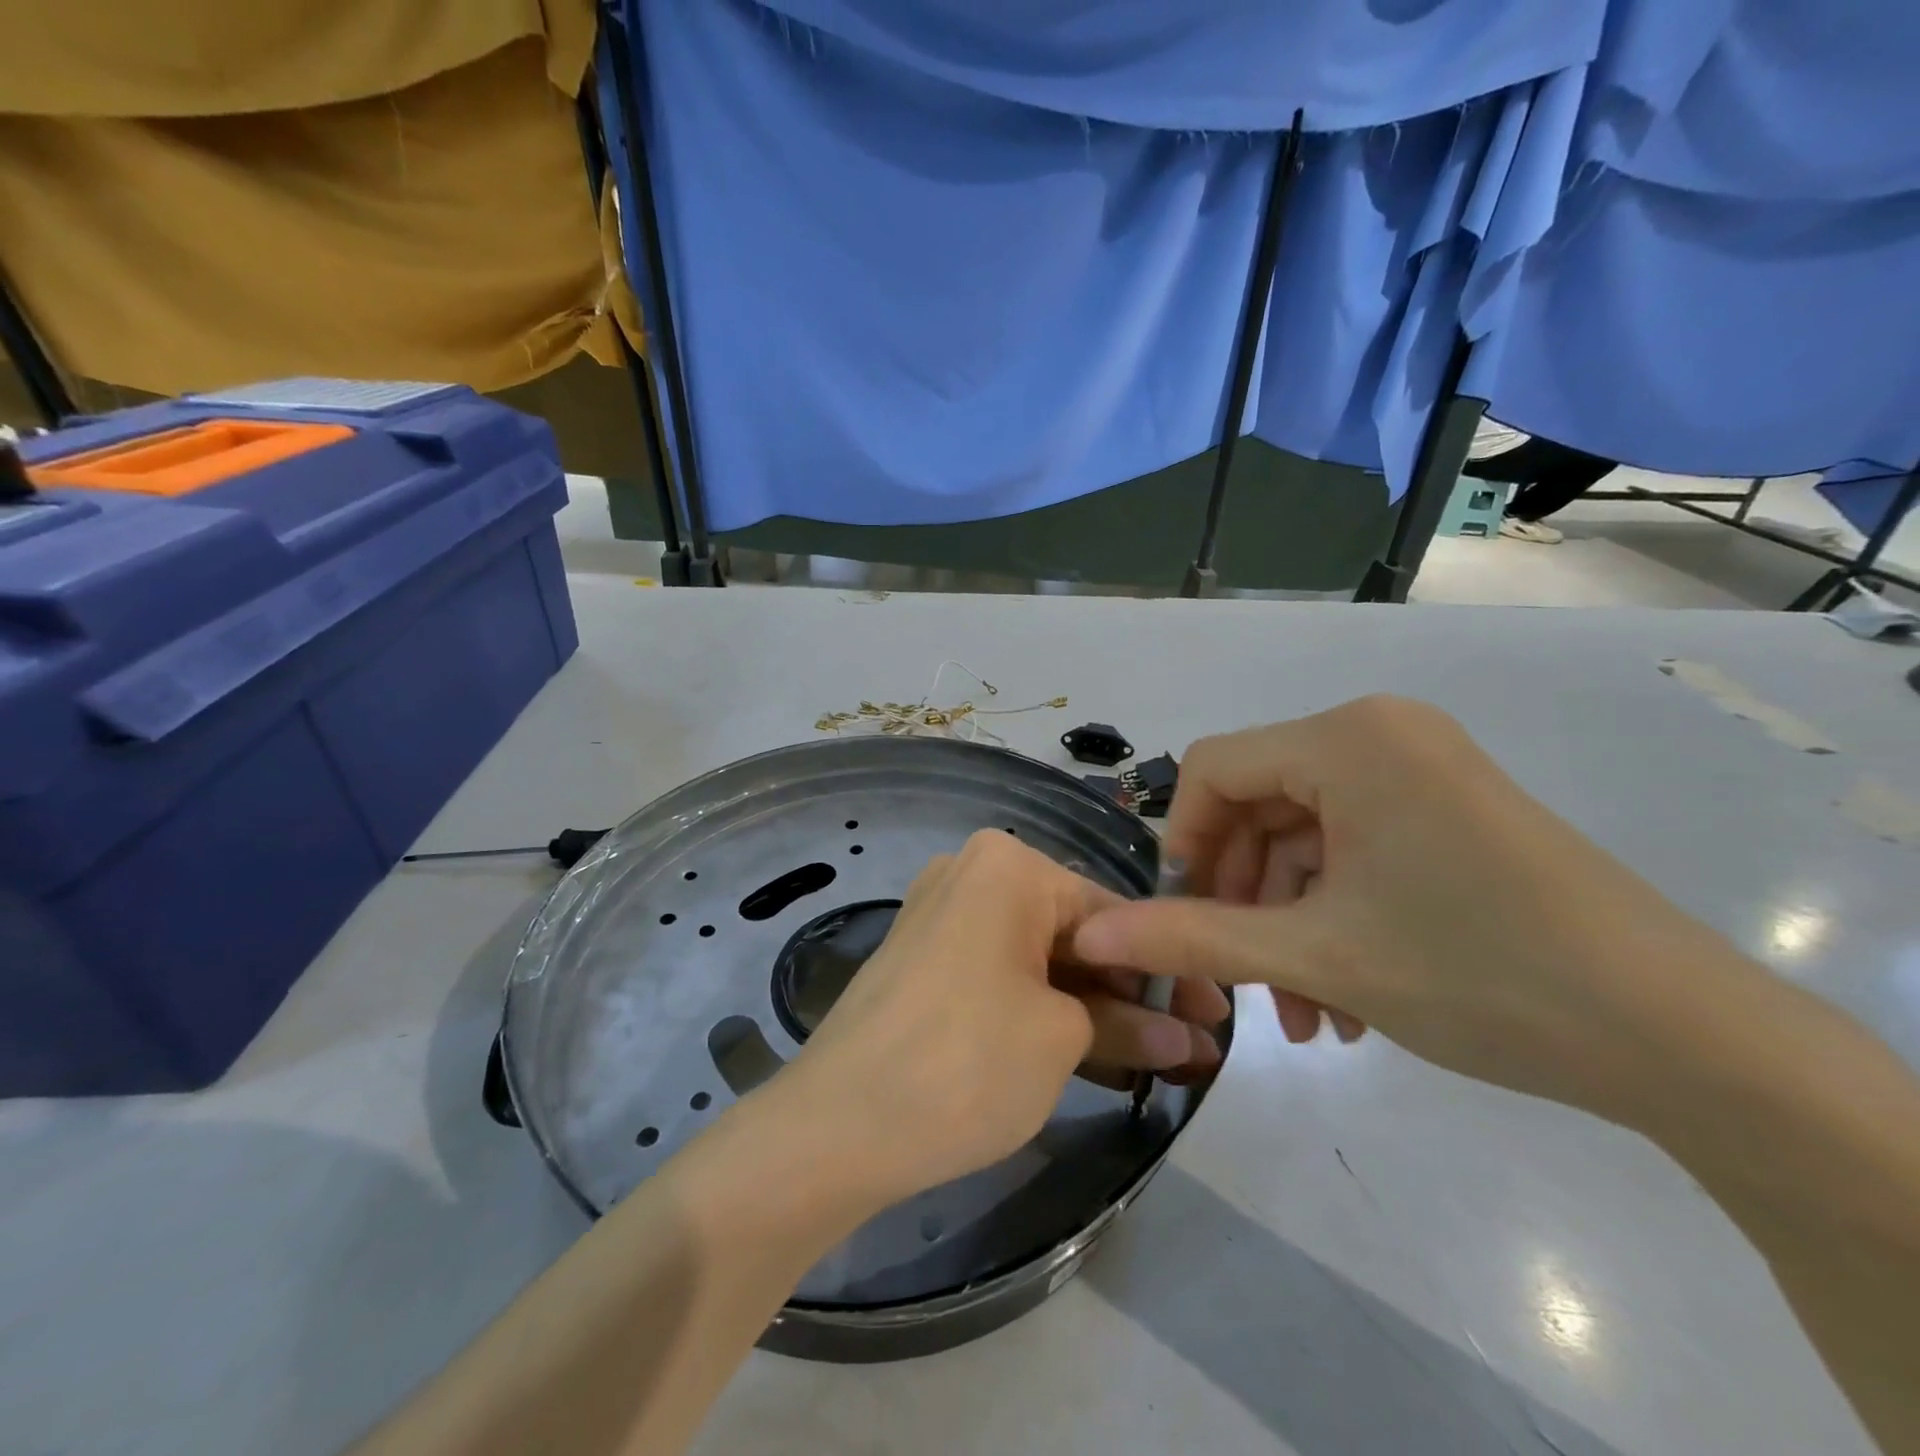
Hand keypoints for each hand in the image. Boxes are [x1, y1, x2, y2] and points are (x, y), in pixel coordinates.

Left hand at [776, 831, 1224, 1207]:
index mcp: (1008, 866)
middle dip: (1133, 992)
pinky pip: (1002, 974)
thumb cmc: (966, 1062)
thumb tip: (1187, 1039)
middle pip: (1074, 933)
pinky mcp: (925, 960)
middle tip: (1191, 1047)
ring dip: (1094, 1007)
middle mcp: (971, 872)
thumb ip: (1130, 1026)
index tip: (1217, 1017)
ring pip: (1039, 958)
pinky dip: (1045, 1009)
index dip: (1170, 969)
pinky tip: (1093, 1052)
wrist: (836, 1126)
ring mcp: (942, 915)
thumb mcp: (1061, 1040)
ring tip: (1156, 1060)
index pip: (1112, 913)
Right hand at [1074, 696, 1743, 1123]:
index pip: (1213, 768)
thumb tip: (1092, 936)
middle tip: (1242, 985)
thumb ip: (1192, 937)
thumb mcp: (1317, 955)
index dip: (1183, 844)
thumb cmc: (1480, 973)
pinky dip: (1332, 916)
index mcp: (1346, 739)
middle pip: (1259, 805)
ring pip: (1305, 839)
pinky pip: (1354, 850)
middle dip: (1241, 900)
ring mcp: (1420, 771)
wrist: (1686, 1040)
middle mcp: (1379, 734)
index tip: (1184, 921)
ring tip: (1301, 1016)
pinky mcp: (1449, 810)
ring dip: (1286, 923)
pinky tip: (1342, 998)